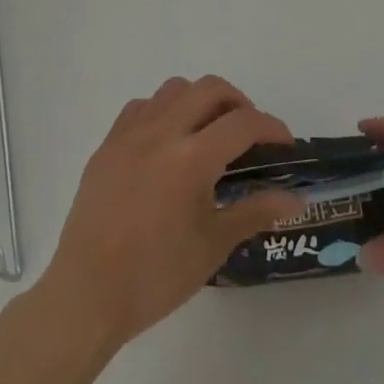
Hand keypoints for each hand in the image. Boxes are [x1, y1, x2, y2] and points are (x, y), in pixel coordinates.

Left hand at [39, 76, 301, 349]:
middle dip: (239, 103)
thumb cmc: (156, 276)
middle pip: (210, 89)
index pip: (243, 123)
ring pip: (174, 89)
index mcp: (192, 159)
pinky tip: (168, 143)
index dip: (271, 127)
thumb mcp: (213, 245)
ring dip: (200, 100)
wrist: (87, 294)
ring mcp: (130, 134)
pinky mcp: (107, 144)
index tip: (284, 145)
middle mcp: (162, 132)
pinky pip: (142, 107)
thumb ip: (255, 211)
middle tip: (249, 134)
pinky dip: (164, 111)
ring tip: (209, 133)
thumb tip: (295, 199)